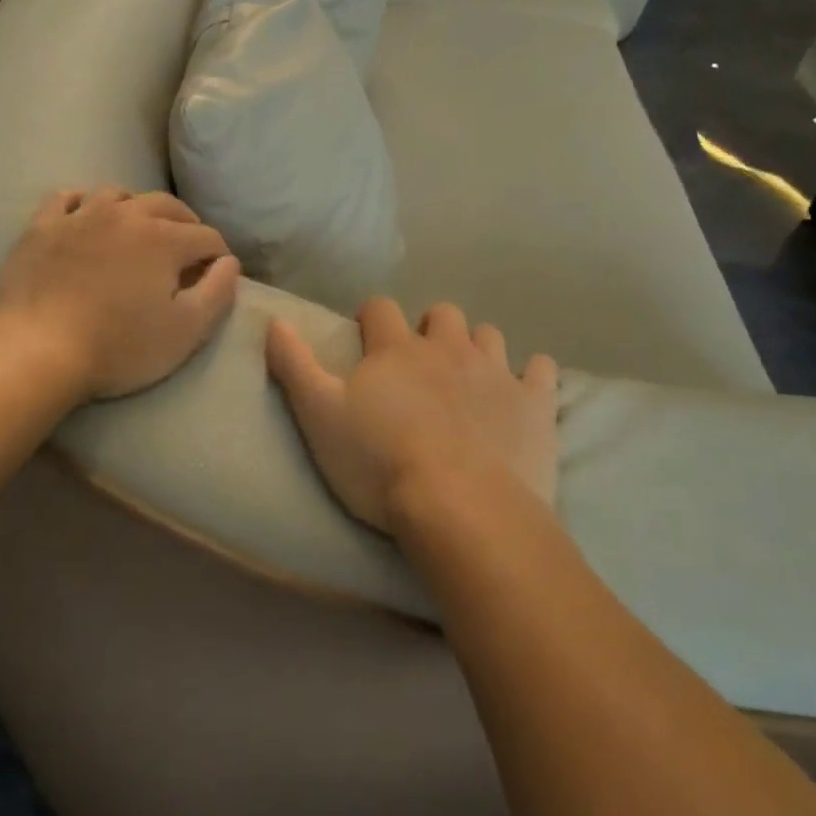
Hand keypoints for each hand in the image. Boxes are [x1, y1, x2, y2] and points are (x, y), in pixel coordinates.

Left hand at [0, 187, 241, 399]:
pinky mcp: (42, 227)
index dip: (218, 255)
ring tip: (139, 230)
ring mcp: (80, 216)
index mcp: (164, 239)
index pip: (206, 237)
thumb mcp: (185, 332)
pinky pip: (66, 198)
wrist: (36, 350)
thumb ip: (218, 293)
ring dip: (137, 208)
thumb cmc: (119, 347)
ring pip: (118, 194)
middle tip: (188, 249)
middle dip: (186, 224)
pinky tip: (85, 217)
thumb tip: (229, 263)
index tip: (217, 275)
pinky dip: (83, 203)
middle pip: (168, 206)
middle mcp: (126, 215)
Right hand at [266, 299, 558, 533]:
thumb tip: (274, 320)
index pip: (381, 308)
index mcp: (396, 349)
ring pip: (489, 335)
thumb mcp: (319, 416)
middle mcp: (447, 347)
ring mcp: (496, 372)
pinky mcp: (534, 403)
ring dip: (476, 347)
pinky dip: (531, 374)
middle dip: (430, 328)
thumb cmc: (379, 463)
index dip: (373, 319)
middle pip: (442, 314)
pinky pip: (541, 369)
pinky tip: (522, 391)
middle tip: (421, 363)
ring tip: (468, 377)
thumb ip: (294, 365)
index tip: (367, 339)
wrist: (460, 507)